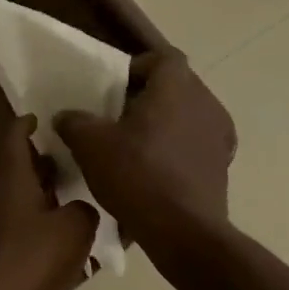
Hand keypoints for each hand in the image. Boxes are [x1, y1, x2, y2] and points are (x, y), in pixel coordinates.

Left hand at [0, 116, 97, 289]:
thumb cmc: (28, 263)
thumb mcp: (74, 230)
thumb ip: (84, 210)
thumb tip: (79, 209)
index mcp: (11, 184)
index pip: (13, 140)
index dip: (25, 124)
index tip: (39, 118)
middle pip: (18, 174)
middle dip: (43, 166)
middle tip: (72, 164)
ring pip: (20, 206)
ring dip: (45, 202)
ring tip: (77, 206)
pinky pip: (20, 236)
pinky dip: (40, 234)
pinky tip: (66, 250)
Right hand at [56, 49, 235, 252]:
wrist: (183, 231)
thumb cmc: (136, 175)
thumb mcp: (90, 145)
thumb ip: (74, 122)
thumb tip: (66, 116)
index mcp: (176, 86)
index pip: (160, 58)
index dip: (135, 67)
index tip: (112, 88)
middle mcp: (206, 102)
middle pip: (174, 87)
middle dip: (146, 98)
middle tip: (116, 117)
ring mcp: (220, 135)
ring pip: (186, 116)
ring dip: (162, 124)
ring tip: (133, 146)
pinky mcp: (222, 165)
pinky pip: (194, 145)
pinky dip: (175, 150)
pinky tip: (153, 172)